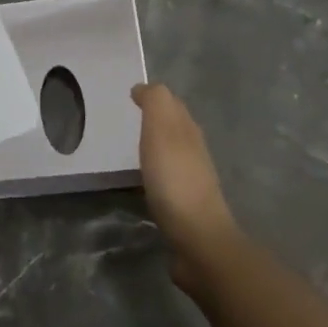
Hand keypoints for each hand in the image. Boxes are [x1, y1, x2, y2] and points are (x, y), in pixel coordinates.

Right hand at [132, 82, 241, 293]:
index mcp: (188, 130)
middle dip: (156, 118)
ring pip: (173, 152)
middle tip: (129, 116)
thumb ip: (155, 103)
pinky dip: (156, 171)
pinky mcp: (185, 206)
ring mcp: (192, 180)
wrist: (198, 239)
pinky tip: (144, 180)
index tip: (129, 96)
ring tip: (132, 146)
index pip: (172, 104)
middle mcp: (194, 151)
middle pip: (175, 127)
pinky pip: (168, 178)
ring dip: (157, 145)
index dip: (152, 97)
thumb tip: (144, 87)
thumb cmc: (175, 180)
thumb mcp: (161, 131)